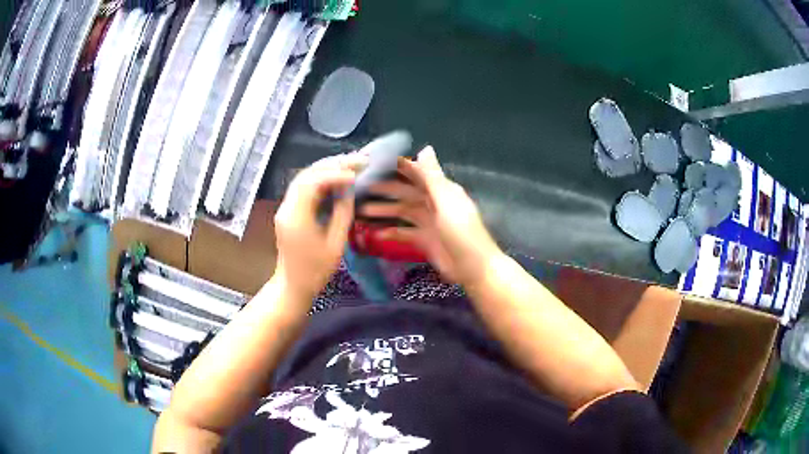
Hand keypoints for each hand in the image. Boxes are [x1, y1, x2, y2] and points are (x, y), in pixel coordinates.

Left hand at [273, 154, 364, 299]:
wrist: (293, 285)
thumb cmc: (316, 271)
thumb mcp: (336, 244)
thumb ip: (343, 214)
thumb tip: (350, 190)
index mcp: (296, 217)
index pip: (312, 183)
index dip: (335, 174)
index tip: (356, 175)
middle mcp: (287, 207)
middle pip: (307, 175)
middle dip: (333, 164)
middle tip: (357, 160)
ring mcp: (286, 208)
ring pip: (304, 178)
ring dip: (327, 168)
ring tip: (350, 164)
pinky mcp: (289, 211)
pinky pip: (304, 187)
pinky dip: (321, 178)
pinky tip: (337, 177)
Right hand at [360, 146, 501, 283]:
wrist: (473, 268)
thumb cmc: (462, 232)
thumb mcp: (446, 201)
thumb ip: (432, 176)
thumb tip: (425, 147)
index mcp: (441, 190)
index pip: (416, 173)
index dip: (397, 167)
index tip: (375, 163)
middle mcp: (433, 202)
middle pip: (405, 192)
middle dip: (384, 190)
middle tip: (360, 189)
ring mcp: (428, 222)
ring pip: (402, 211)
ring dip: (383, 210)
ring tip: (361, 211)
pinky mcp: (424, 240)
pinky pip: (403, 232)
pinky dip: (390, 232)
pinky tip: (374, 234)